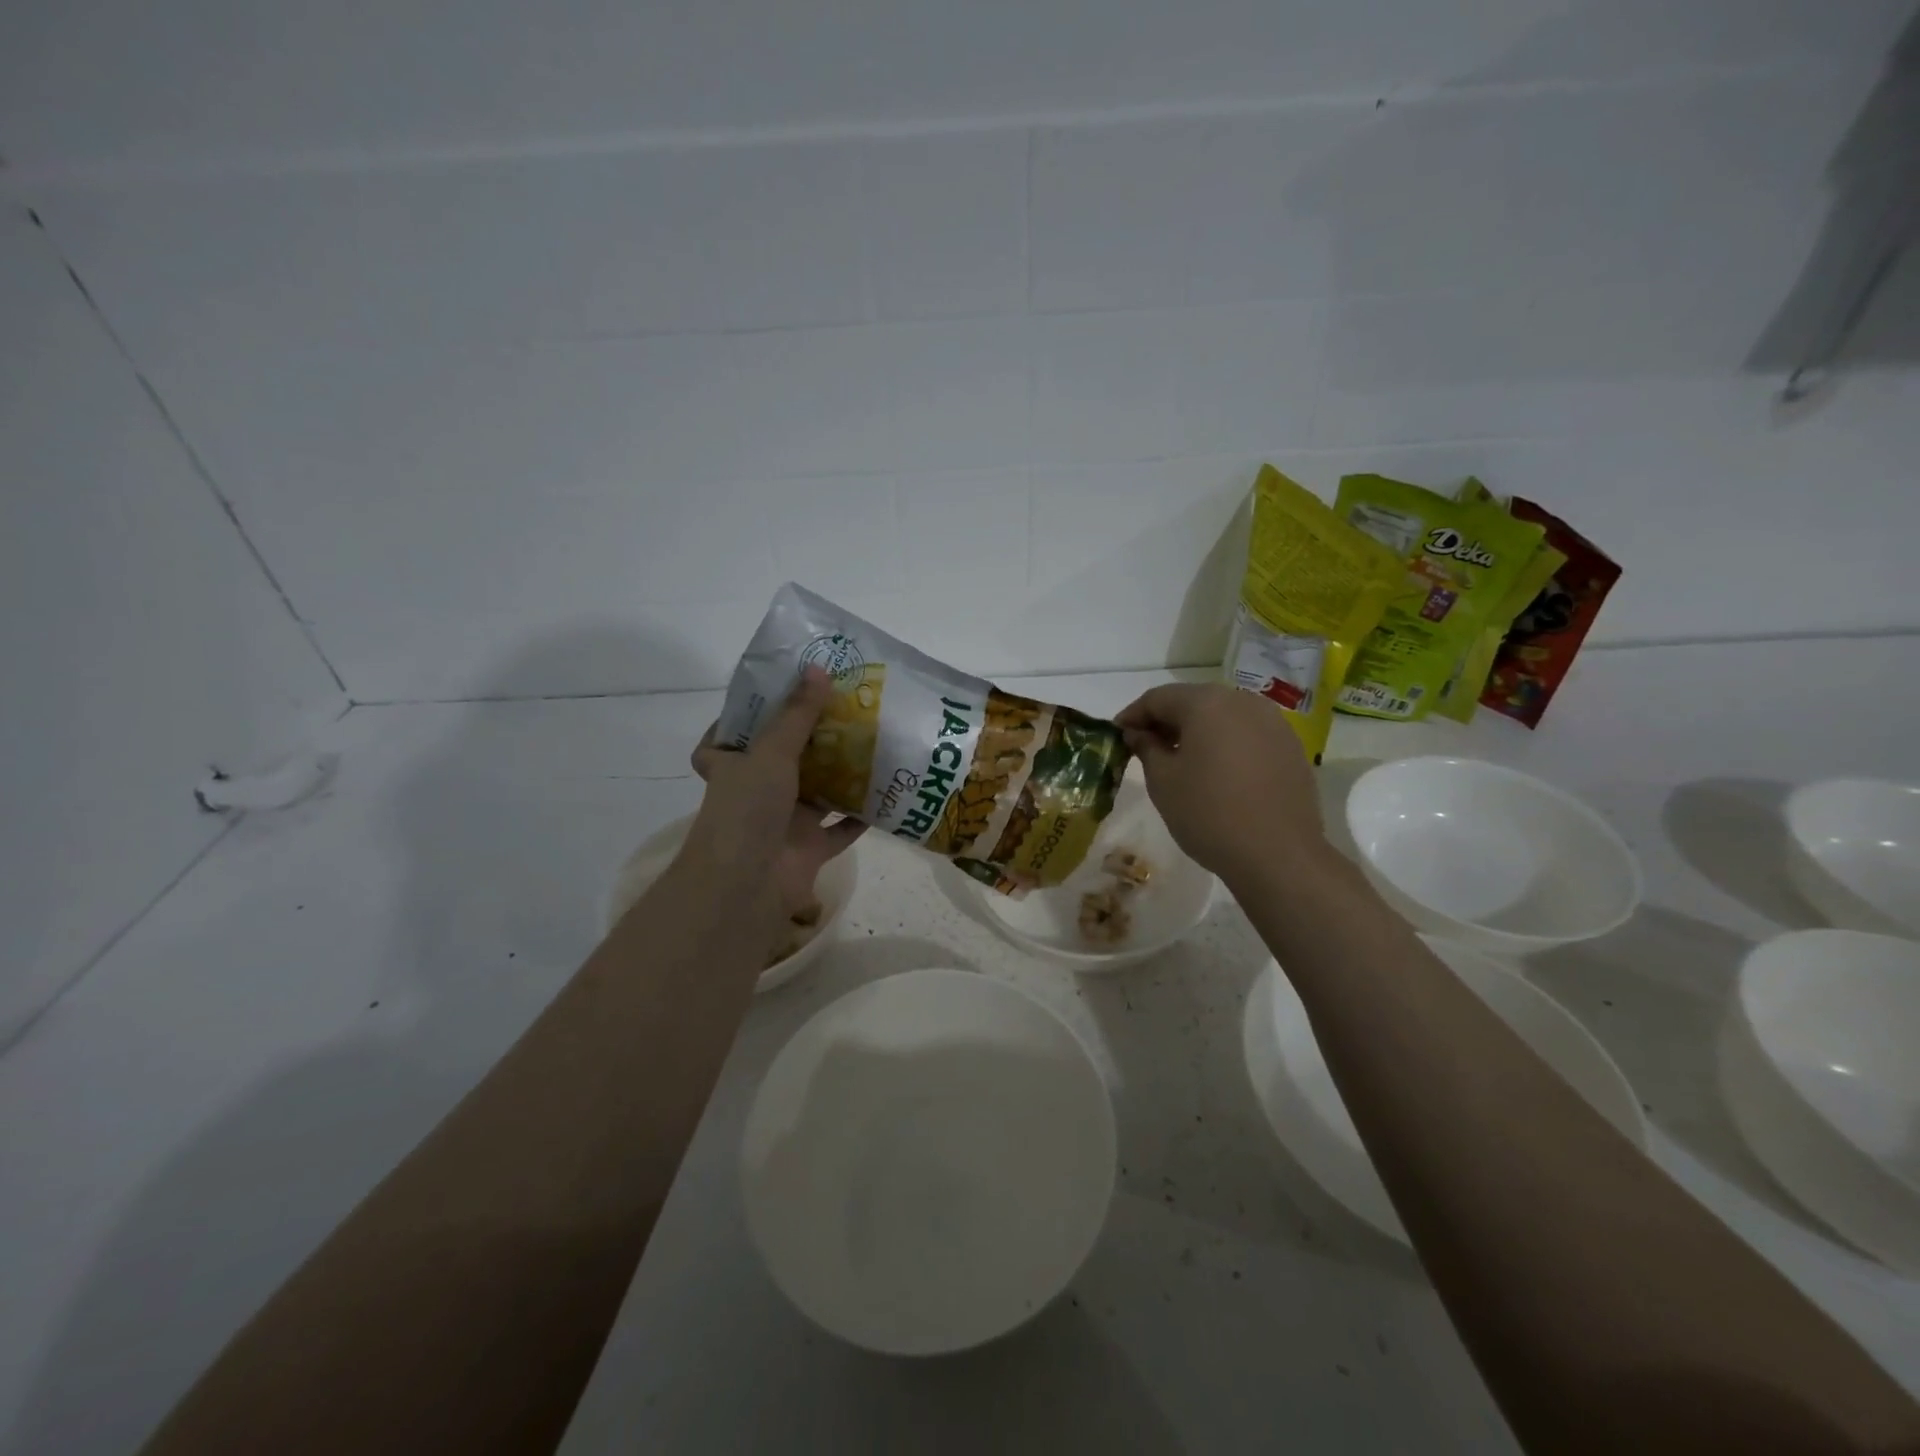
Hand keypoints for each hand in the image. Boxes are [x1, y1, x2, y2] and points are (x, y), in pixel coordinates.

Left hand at [687, 667, 864, 916]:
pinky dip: (862, 815)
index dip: (744, 719)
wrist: (748, 886)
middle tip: (844, 709)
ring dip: (841, 773)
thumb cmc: (748, 809)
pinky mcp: (810, 848)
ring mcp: (784, 822)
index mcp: (732, 767)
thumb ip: (797, 714)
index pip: (725, 740)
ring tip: (873, 740)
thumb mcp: (771, 751)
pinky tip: (888, 791)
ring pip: (817, 792)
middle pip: (782, 761)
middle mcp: (756, 793)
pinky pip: (842, 827)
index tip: (774, 697)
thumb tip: (817, 668)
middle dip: (811, 739)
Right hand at [1114, 683, 1327, 882]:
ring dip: (1196, 731)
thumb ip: (1146, 748)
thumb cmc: (1209, 814)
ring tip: (1180, 760)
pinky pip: (1247, 734)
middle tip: (1145, 747)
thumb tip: (1138, 733)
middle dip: (1166, 721)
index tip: (1117, 735)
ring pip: (1222, 716)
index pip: (1158, 698)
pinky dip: (1225, 743)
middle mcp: (1242, 701)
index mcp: (1206, 703)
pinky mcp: (1290, 746)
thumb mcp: (1163, 781)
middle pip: (1193, 701)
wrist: (1278, 855)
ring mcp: (1273, 722)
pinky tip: (1216, 772)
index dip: (1133, 715)